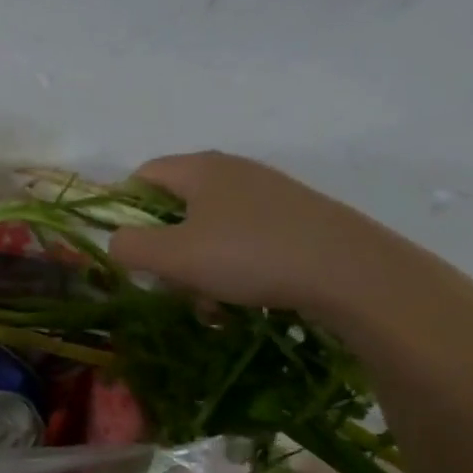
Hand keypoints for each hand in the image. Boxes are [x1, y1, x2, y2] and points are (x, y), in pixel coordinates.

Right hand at [107, 152, 415, 316]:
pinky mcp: (299, 218)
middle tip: (169, 284)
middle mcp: (233, 171)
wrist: (354, 272)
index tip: (129, 249)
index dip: (124, 209)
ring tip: (209, 305)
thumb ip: (129, 247)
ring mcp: (270, 193)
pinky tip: (244, 300)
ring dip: (199, 266)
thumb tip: (118, 243)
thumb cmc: (250, 256)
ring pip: (212, 228)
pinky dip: (234, 267)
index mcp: (199, 168)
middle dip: (165, 248)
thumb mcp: (173, 257)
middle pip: (177, 206)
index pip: (142, 175)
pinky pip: (247, 239)